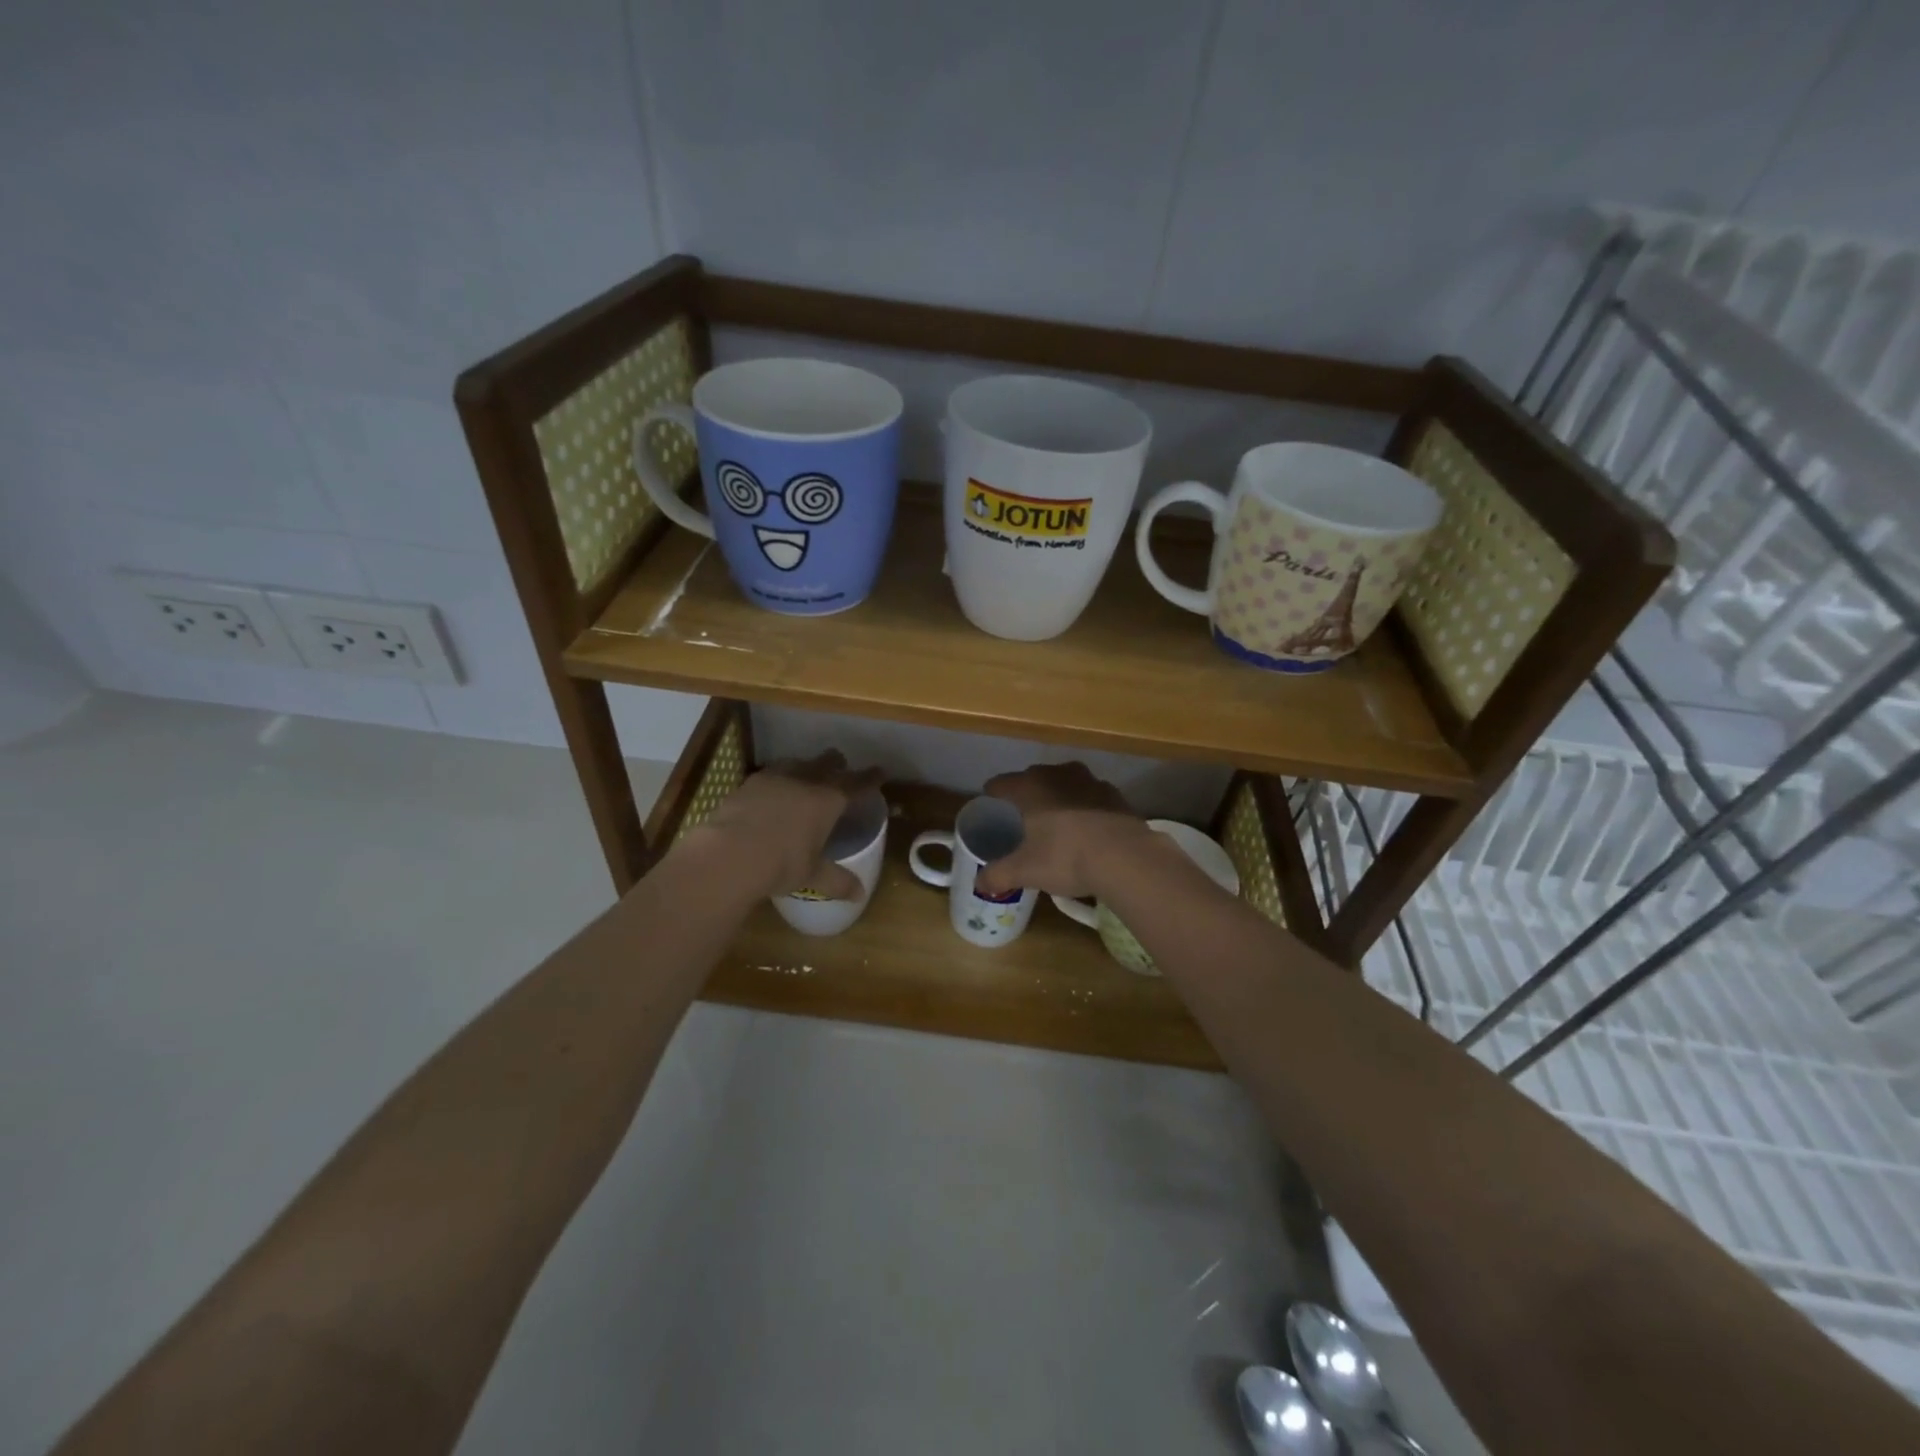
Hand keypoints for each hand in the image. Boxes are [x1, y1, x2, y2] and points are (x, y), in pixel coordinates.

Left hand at [690, 751, 885, 899]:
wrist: (729, 853)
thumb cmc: (781, 863)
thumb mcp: (812, 875)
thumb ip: (837, 881)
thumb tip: (859, 895)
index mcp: (828, 800)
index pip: (856, 784)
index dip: (870, 778)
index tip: (879, 772)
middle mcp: (805, 781)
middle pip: (827, 764)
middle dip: (836, 764)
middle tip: (841, 767)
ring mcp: (774, 778)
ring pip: (797, 763)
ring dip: (806, 767)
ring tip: (806, 774)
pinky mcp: (748, 783)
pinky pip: (770, 774)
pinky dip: (778, 778)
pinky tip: (772, 789)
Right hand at [972, 761, 1157, 900]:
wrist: (1126, 858)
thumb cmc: (1066, 857)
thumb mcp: (1025, 871)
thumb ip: (998, 875)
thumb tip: (980, 883)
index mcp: (1030, 787)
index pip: (1000, 784)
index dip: (992, 796)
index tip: (990, 808)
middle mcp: (1057, 775)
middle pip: (1033, 778)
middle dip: (1025, 794)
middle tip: (1021, 818)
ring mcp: (1090, 781)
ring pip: (1064, 783)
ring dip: (1057, 796)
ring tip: (1054, 819)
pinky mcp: (1115, 795)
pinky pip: (1090, 796)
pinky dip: (1084, 806)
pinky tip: (1086, 827)